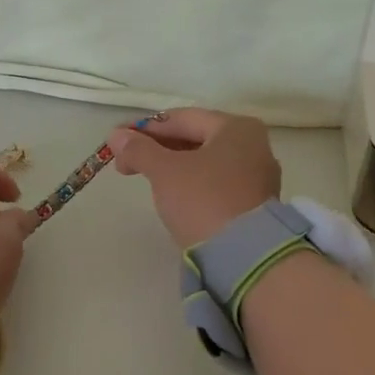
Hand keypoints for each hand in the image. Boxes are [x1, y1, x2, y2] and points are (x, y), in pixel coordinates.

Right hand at [107, 109, 281, 249]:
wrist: (243, 256)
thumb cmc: (203, 200)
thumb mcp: (164, 171)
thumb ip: (139, 150)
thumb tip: (116, 135)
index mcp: (236, 127)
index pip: (181, 118)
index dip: (144, 128)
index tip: (116, 142)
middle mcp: (254, 146)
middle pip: (195, 138)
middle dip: (157, 149)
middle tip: (125, 164)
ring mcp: (258, 177)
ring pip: (205, 162)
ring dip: (173, 167)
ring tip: (146, 179)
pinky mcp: (255, 204)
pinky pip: (216, 184)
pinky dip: (192, 184)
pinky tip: (174, 196)